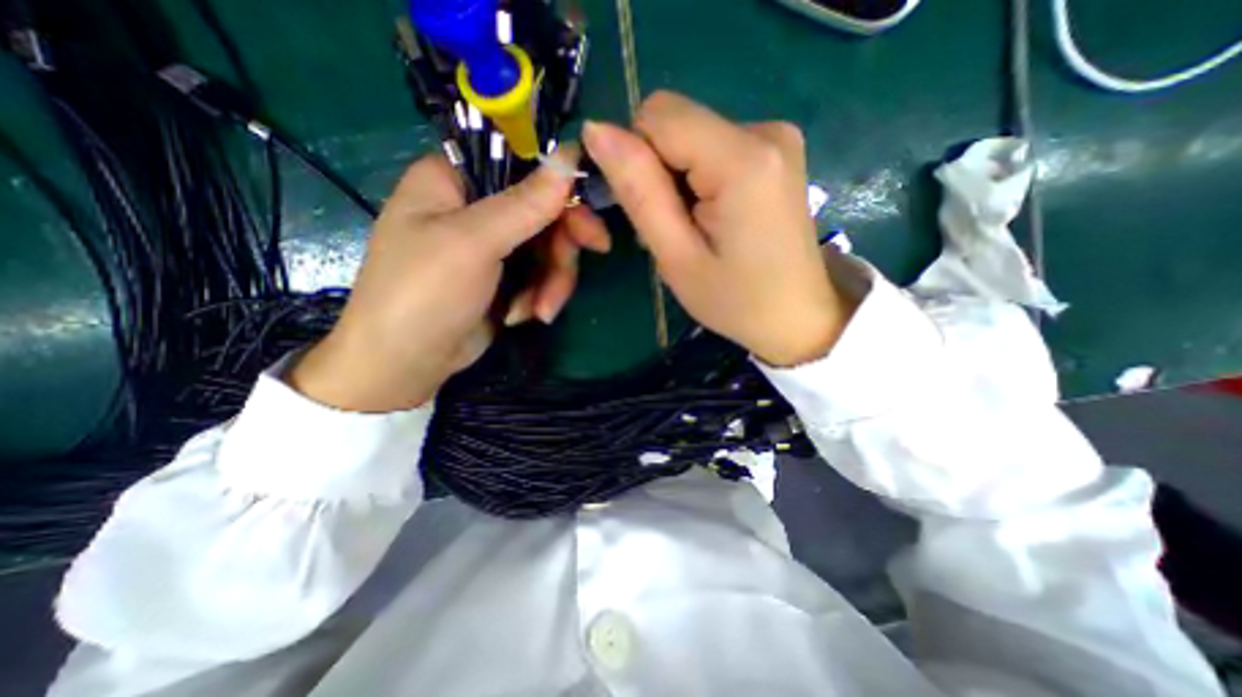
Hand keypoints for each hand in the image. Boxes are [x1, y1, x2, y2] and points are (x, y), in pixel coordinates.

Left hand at [286, 144, 605, 408]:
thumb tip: (569, 156)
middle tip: (597, 251)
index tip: (590, 203)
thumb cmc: (425, 292)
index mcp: (455, 179)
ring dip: (553, 280)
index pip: (520, 161)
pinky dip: (539, 296)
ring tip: (542, 311)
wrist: (407, 364)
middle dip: (564, 242)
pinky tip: (521, 316)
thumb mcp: (474, 243)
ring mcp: (492, 245)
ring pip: (548, 247)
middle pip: (543, 209)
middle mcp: (476, 207)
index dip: (559, 180)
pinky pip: (541, 274)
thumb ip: (524, 203)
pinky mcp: (505, 277)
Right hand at [584, 91, 854, 369]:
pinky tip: (713, 217)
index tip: (644, 209)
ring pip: (692, 136)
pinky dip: (700, 178)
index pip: (657, 116)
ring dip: (677, 178)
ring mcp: (777, 137)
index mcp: (743, 158)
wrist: (798, 317)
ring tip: (694, 228)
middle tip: (671, 226)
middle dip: (657, 169)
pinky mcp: (778, 152)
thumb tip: (596, 130)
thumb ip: (639, 191)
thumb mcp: (677, 256)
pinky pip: (714, 147)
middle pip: (676, 122)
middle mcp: (766, 130)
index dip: (635, 157)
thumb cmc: (735, 300)